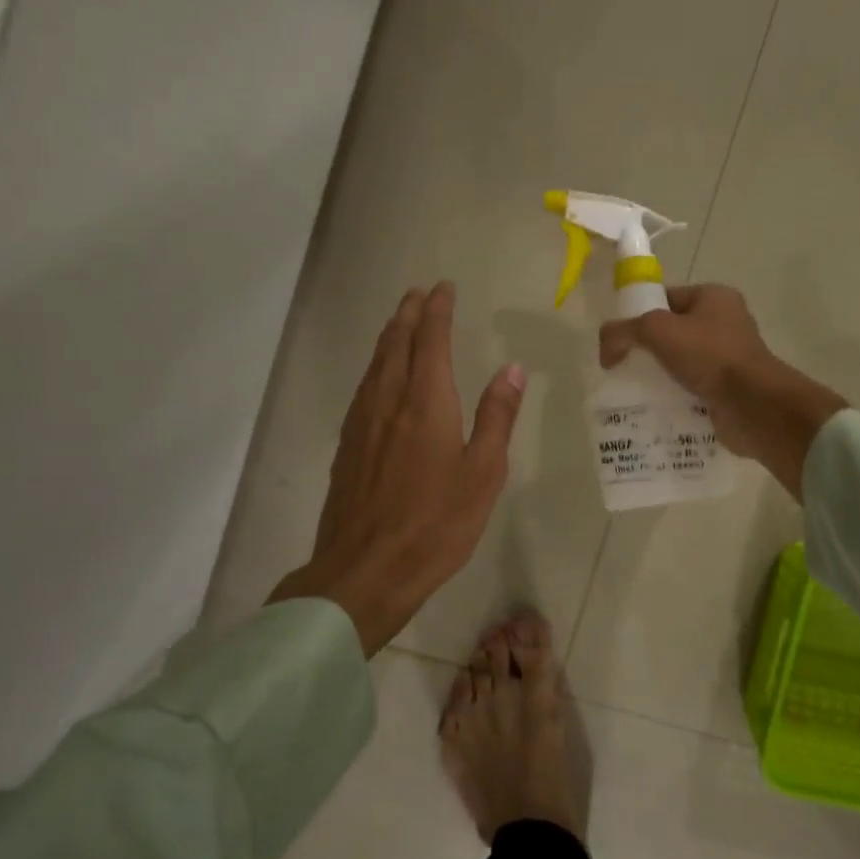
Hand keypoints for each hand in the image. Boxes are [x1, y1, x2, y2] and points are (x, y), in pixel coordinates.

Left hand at [271, 283, 524, 655]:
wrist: (364, 570)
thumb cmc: (436, 524)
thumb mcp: (483, 473)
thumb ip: (496, 418)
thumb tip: (511, 369)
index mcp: (425, 403)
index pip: (431, 340)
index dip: (437, 310)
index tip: (443, 288)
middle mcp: (388, 402)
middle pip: (395, 344)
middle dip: (408, 313)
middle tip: (419, 293)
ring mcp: (362, 424)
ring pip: (374, 364)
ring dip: (389, 336)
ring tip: (400, 323)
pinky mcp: (347, 446)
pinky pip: (363, 388)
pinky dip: (376, 366)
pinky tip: (379, 378)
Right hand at [598, 284, 844, 500]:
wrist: (752, 406)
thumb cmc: (709, 356)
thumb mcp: (657, 331)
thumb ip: (624, 331)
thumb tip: (605, 347)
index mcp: (714, 297)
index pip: (666, 298)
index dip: (638, 313)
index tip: (618, 339)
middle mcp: (725, 322)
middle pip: (672, 332)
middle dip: (646, 349)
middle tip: (621, 367)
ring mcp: (729, 358)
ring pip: (681, 362)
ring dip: (659, 375)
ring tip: (633, 391)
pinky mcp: (728, 389)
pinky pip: (692, 388)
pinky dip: (674, 397)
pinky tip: (654, 408)